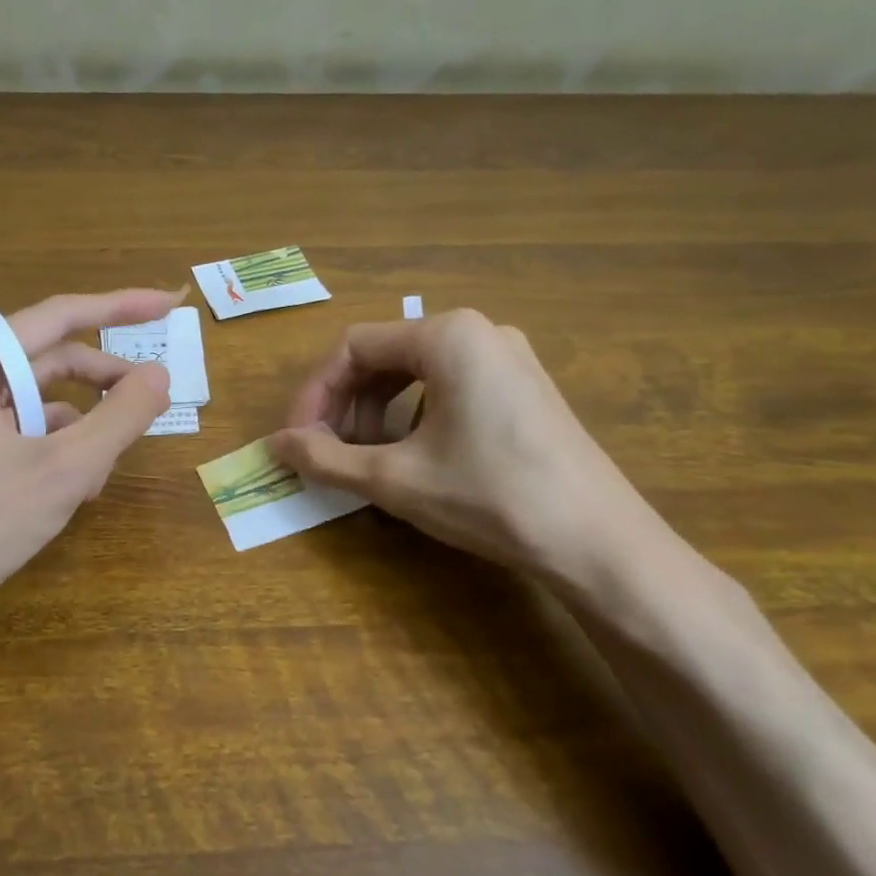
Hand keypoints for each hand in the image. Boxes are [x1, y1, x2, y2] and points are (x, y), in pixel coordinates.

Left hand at [0, 289, 174, 632]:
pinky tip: (76, 489)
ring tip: (106, 470)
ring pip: (39, 401)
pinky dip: (56, 451)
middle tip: (155, 399)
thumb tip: (160, 375)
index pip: (61, 315)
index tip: (170, 304)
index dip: (122, 307)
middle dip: (103, 383)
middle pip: (50, 359)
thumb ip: (120, 416)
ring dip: (82, 427)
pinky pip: (20, 432)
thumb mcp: (65, 469)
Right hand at [271, 310, 667, 590]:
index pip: (352, 348)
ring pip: (415, 372)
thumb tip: (275, 444)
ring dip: (375, 411)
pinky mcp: (524, 387)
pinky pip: (448, 386)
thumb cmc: (490, 497)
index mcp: (447, 335)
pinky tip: (412, 455)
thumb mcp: (395, 479)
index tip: (296, 439)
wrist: (599, 543)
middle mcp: (479, 331)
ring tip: (364, 457)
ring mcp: (508, 358)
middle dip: (345, 404)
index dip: (314, 393)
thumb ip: (326, 458)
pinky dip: (413, 415)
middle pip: (384, 355)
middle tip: (326, 451)